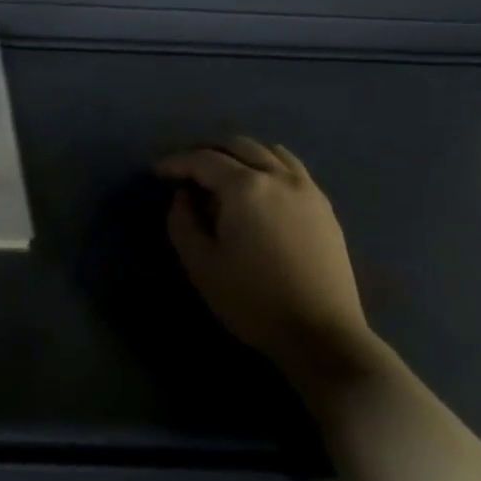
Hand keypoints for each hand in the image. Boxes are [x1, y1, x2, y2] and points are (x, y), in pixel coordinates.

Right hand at [157, 138, 371, 372]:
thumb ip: (182, 221)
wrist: (321, 334)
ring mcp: (308, 191)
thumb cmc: (251, 299)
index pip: (203, 160)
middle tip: (185, 171)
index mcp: (245, 188)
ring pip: (270, 152)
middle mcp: (279, 178)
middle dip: (207, 152)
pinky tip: (257, 188)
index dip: (176, 163)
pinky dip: (268, 165)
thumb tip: (183, 196)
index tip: (156, 172)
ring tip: (221, 174)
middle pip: (239, 146)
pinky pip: (292, 169)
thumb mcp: (200, 263)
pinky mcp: (324, 208)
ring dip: (240, 155)